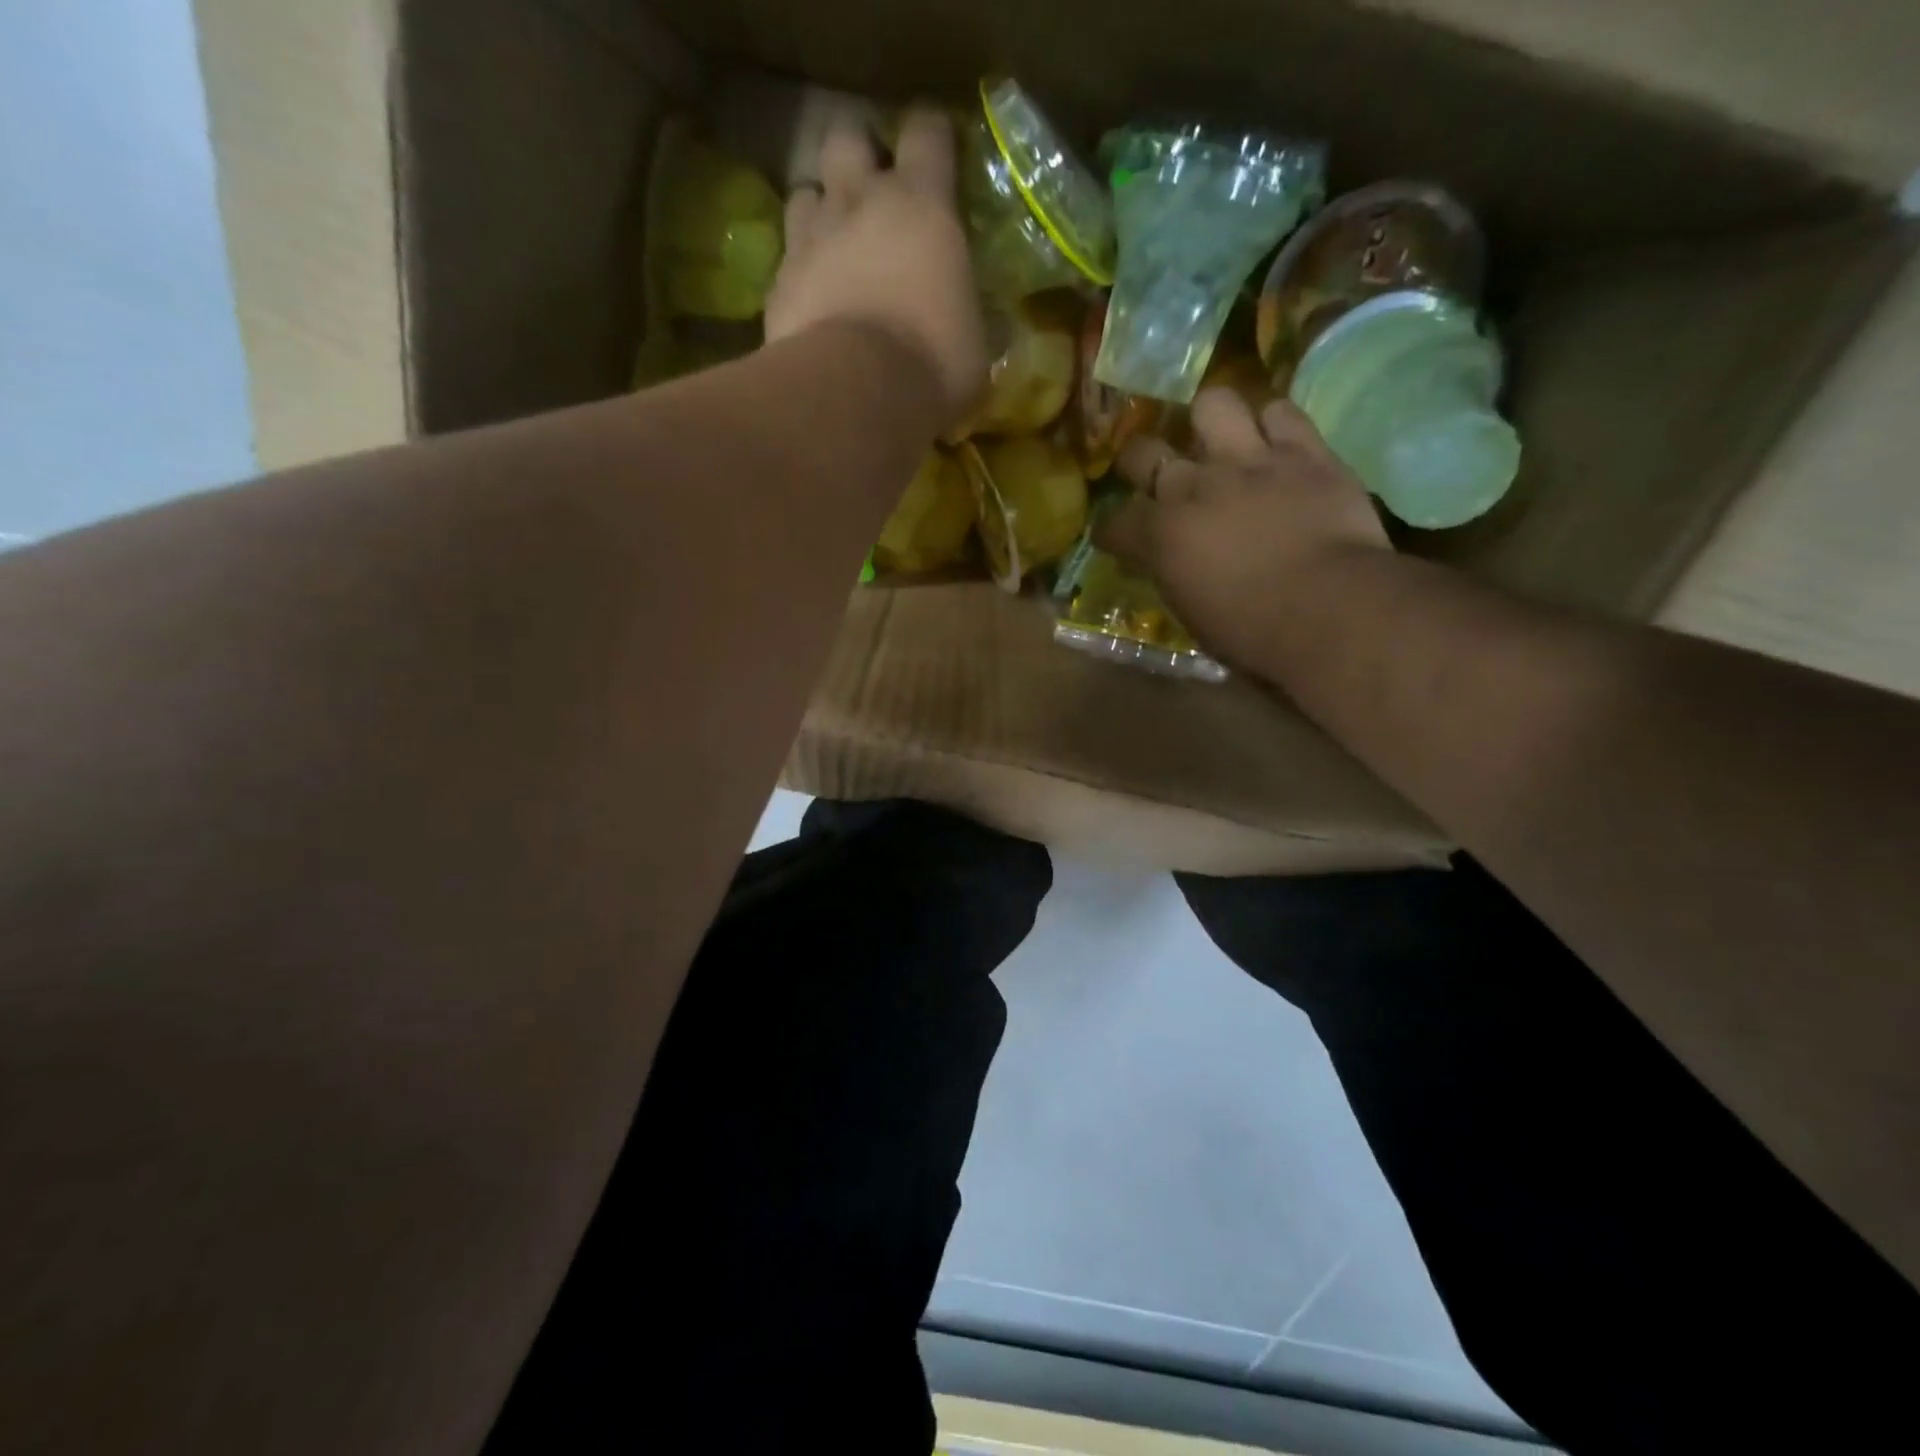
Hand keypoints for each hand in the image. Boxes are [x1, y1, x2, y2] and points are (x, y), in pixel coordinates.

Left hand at [765, 107, 986, 424]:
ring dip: (821, 209)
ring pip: (806, 192)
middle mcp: (860, 201)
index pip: (927, 131)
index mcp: (922, 204)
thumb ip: (969, 314)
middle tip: (872, 193)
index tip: (938, 157)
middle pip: (847, 137)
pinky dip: (800, 270)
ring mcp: (811, 237)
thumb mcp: (974, 344)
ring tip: (834, 244)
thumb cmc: (932, 364)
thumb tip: (981, 324)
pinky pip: (787, 257)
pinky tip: (812, 298)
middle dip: (859, 156)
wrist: (855, 393)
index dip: (932, 138)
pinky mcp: (779, 281)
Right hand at [1101, 389, 1391, 673]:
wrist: (1328, 609)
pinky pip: (1280, 411)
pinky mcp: (1304, 451)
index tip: (1116, 538)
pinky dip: (1275, 424)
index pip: (1114, 523)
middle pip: (1142, 451)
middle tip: (1156, 473)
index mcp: (1160, 536)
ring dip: (1211, 420)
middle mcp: (1192, 487)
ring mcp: (1248, 461)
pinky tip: (1278, 442)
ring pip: (1212, 404)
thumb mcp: (1192, 613)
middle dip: (1139, 461)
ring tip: (1221, 439)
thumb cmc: (1252, 632)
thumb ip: (1175, 575)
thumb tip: (1172, 564)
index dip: (1111, 530)